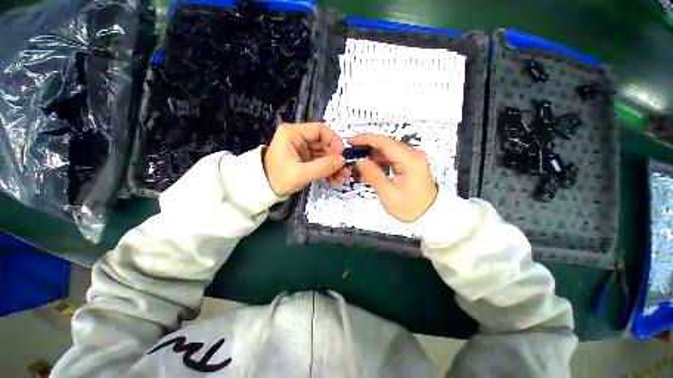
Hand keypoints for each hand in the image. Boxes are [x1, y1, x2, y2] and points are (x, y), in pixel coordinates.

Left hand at [263, 123, 349, 196]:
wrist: (262, 190)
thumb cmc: (277, 179)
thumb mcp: (300, 174)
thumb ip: (322, 167)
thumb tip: (342, 160)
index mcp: (293, 133)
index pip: (320, 130)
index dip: (334, 141)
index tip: (342, 156)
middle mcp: (298, 138)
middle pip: (324, 143)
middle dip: (335, 157)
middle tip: (345, 171)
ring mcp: (302, 148)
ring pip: (324, 153)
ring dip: (333, 165)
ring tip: (341, 178)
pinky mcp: (304, 158)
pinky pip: (320, 161)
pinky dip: (327, 169)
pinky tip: (333, 179)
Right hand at [349, 134, 437, 221]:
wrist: (429, 214)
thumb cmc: (409, 207)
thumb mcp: (388, 194)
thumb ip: (373, 175)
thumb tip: (359, 160)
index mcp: (410, 160)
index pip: (386, 142)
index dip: (367, 139)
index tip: (351, 141)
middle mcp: (413, 154)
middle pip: (387, 143)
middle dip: (368, 145)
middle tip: (352, 152)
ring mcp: (413, 157)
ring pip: (388, 149)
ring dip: (373, 153)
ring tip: (359, 162)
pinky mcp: (411, 161)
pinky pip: (392, 155)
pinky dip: (380, 159)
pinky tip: (371, 167)